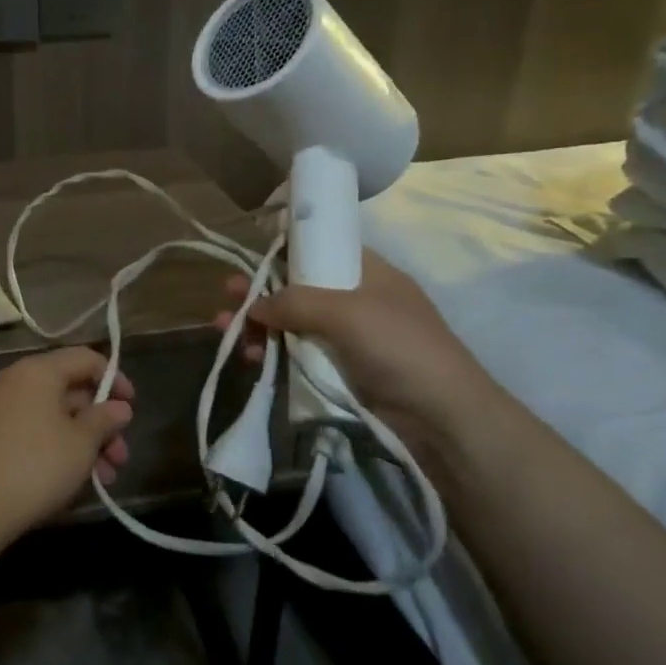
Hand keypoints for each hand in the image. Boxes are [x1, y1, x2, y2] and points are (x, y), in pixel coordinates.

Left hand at [0, 346, 134, 550]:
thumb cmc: (36, 466)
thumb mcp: (81, 443)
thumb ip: (104, 420)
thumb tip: (119, 407)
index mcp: (38, 370)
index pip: (85, 359)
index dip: (115, 380)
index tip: (132, 408)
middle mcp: (16, 381)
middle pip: (70, 391)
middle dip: (101, 424)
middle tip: (121, 456)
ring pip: (54, 417)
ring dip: (84, 443)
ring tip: (106, 479)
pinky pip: (34, 432)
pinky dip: (58, 449)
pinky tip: (75, 481)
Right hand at [215, 250, 495, 450]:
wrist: (441, 417)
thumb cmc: (399, 347)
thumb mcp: (346, 312)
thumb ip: (295, 301)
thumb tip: (254, 305)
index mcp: (367, 272)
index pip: (321, 247)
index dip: (286, 247)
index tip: (251, 252)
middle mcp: (355, 300)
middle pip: (298, 287)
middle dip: (261, 290)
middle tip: (227, 294)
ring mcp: (346, 338)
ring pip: (292, 323)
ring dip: (258, 325)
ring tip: (224, 329)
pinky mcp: (338, 371)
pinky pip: (296, 354)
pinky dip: (271, 353)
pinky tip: (248, 358)